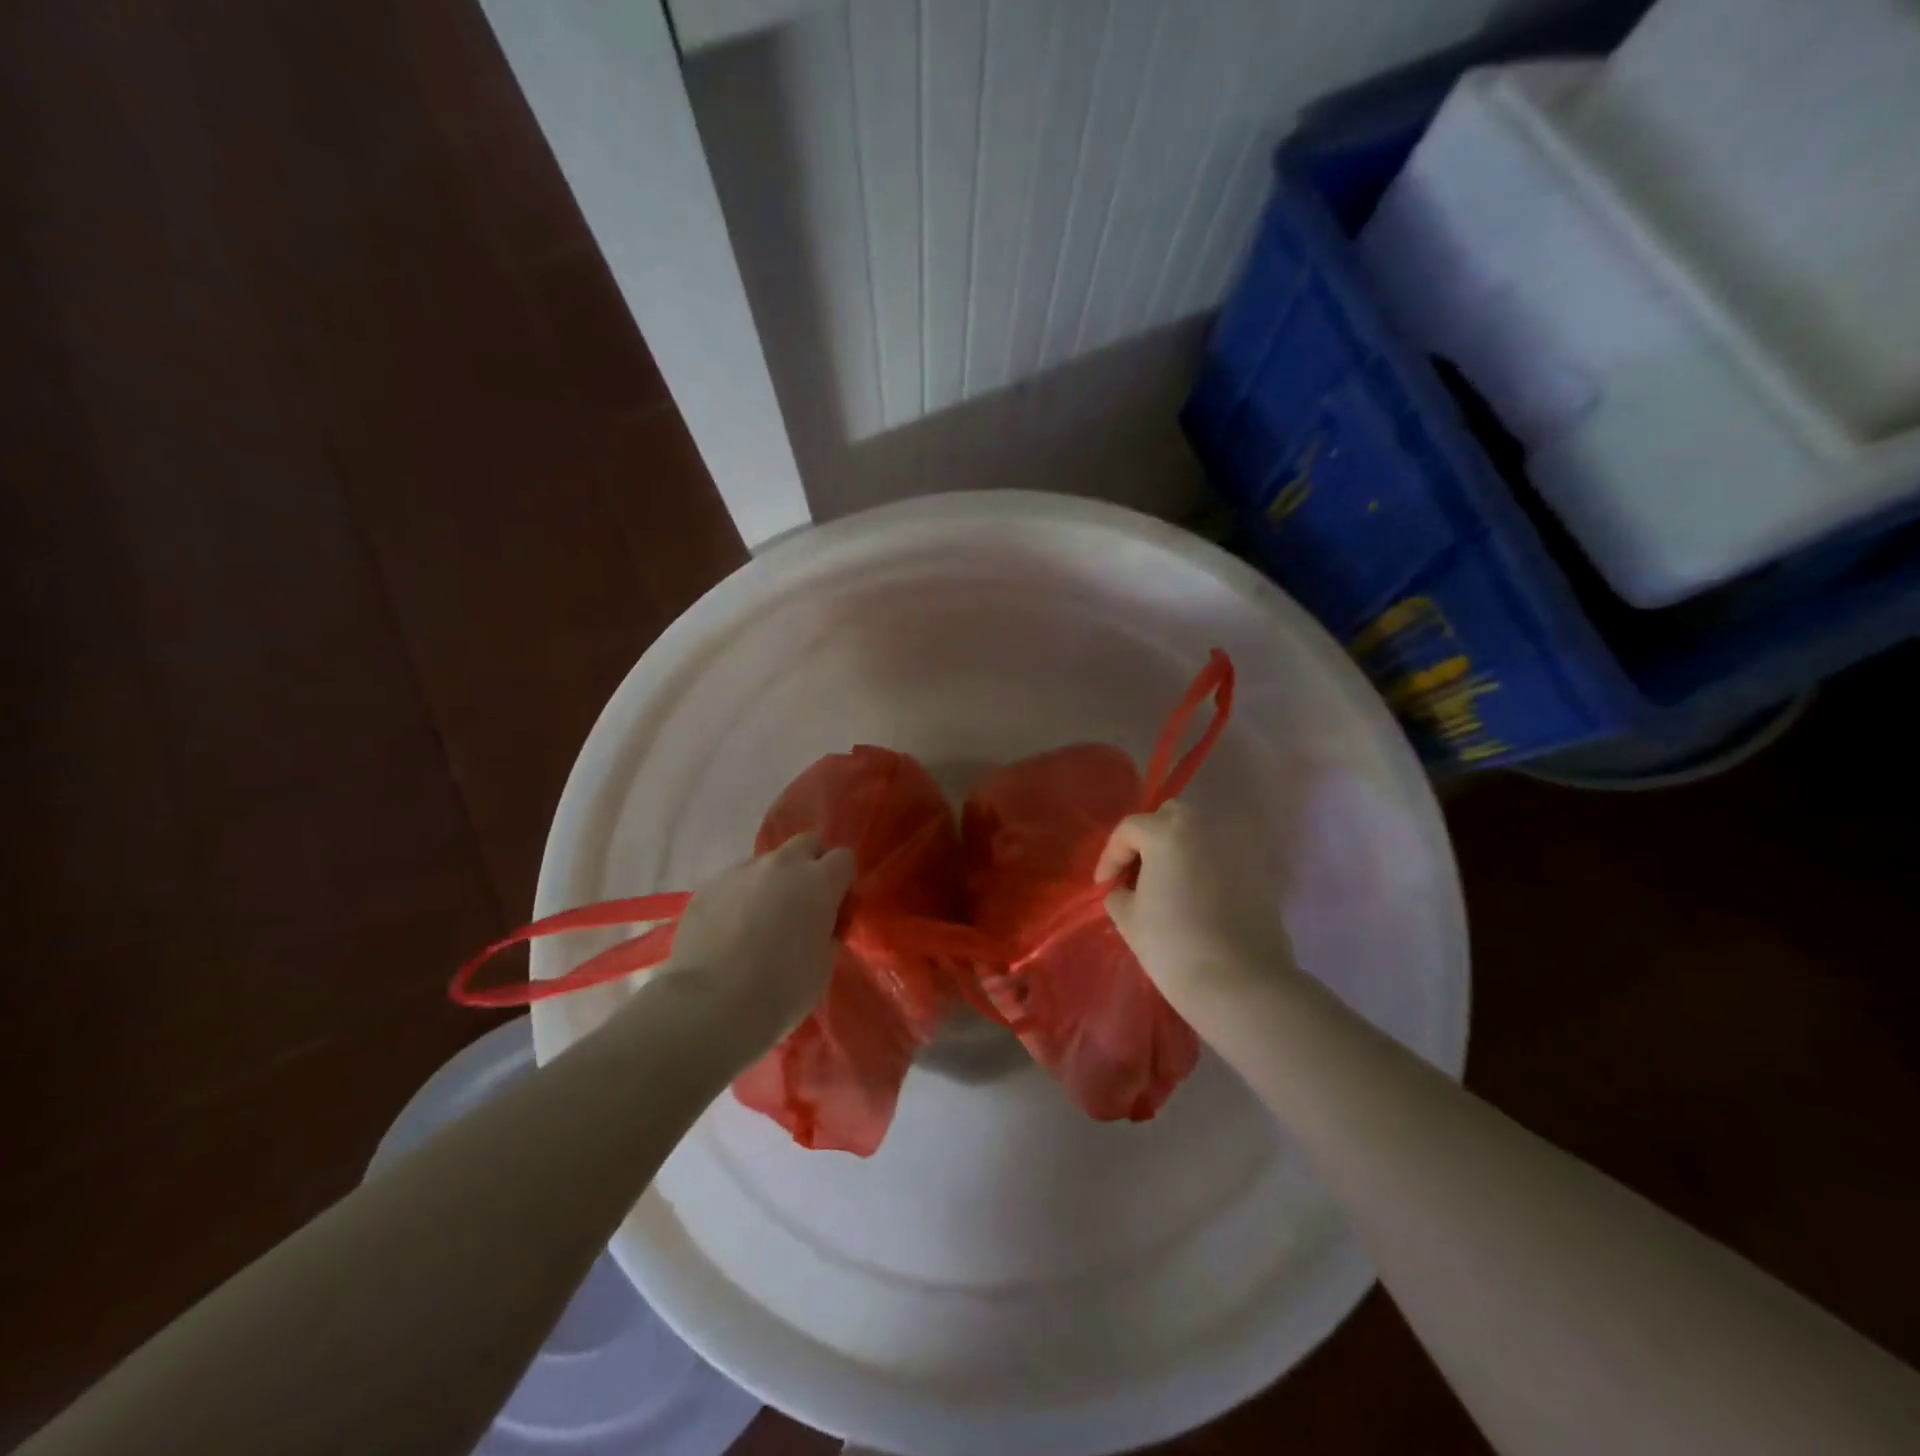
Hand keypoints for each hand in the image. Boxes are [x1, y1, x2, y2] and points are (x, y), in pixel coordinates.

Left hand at [654, 833, 855, 1051]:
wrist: (709, 1005)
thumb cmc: (780, 991)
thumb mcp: (823, 965)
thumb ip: (829, 931)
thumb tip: (824, 922)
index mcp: (818, 882)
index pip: (844, 858)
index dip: (842, 881)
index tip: (836, 907)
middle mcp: (781, 865)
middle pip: (806, 843)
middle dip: (811, 864)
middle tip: (804, 902)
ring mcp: (740, 871)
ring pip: (767, 862)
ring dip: (772, 881)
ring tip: (760, 921)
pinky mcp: (707, 886)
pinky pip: (734, 882)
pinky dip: (740, 897)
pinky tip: (731, 931)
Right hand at [1097, 801, 1297, 1026]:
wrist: (1240, 983)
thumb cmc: (1173, 945)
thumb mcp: (1129, 919)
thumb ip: (1119, 894)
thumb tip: (1125, 891)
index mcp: (1168, 832)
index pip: (1130, 829)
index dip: (1110, 856)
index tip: (1102, 885)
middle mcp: (1205, 828)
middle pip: (1170, 818)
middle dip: (1149, 839)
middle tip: (1136, 872)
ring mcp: (1237, 849)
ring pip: (1200, 836)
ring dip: (1179, 852)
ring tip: (1167, 886)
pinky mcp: (1259, 874)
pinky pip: (1222, 860)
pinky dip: (1206, 870)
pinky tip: (1197, 901)